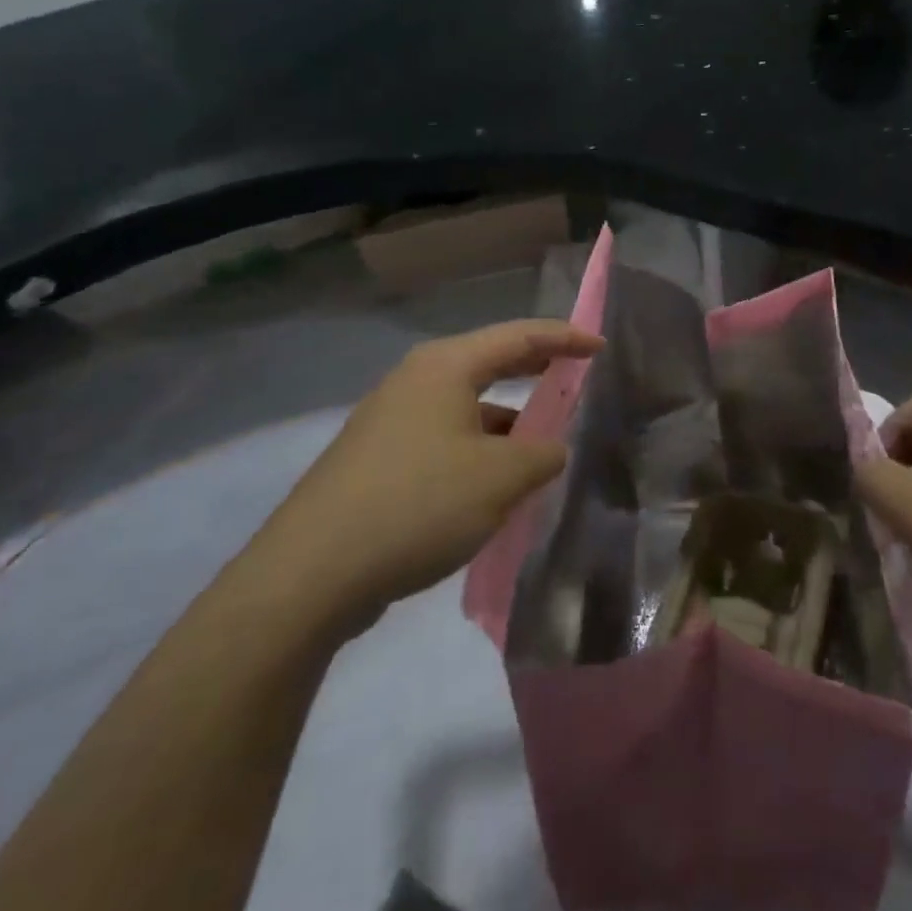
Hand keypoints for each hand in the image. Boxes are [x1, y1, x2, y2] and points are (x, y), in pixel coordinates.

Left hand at [242, 320, 601, 639]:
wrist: (310, 574)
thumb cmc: (418, 504)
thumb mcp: (500, 478)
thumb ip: (542, 453)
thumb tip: (551, 448)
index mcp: (445, 367)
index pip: (519, 336)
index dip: (564, 338)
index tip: (600, 347)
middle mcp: (416, 381)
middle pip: (489, 362)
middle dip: (535, 370)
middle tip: (576, 376)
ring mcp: (391, 420)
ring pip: (466, 407)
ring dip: (507, 420)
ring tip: (543, 446)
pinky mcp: (378, 459)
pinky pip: (445, 439)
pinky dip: (479, 450)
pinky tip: (494, 486)